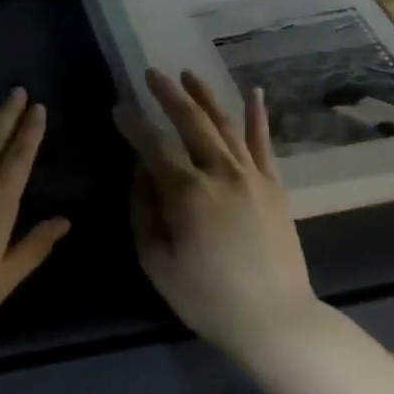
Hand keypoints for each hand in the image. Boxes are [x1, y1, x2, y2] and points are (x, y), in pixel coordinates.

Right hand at [114, 69, 318, 352]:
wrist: (275, 319)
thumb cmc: (207, 298)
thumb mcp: (157, 262)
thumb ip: (144, 211)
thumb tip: (140, 172)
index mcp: (188, 193)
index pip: (154, 146)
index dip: (132, 125)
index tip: (118, 108)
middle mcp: (222, 173)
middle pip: (191, 122)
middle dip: (168, 95)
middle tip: (151, 73)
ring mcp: (253, 176)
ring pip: (226, 124)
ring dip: (205, 96)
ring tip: (188, 74)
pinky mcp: (274, 186)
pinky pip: (264, 143)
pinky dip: (257, 116)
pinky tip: (253, 93)